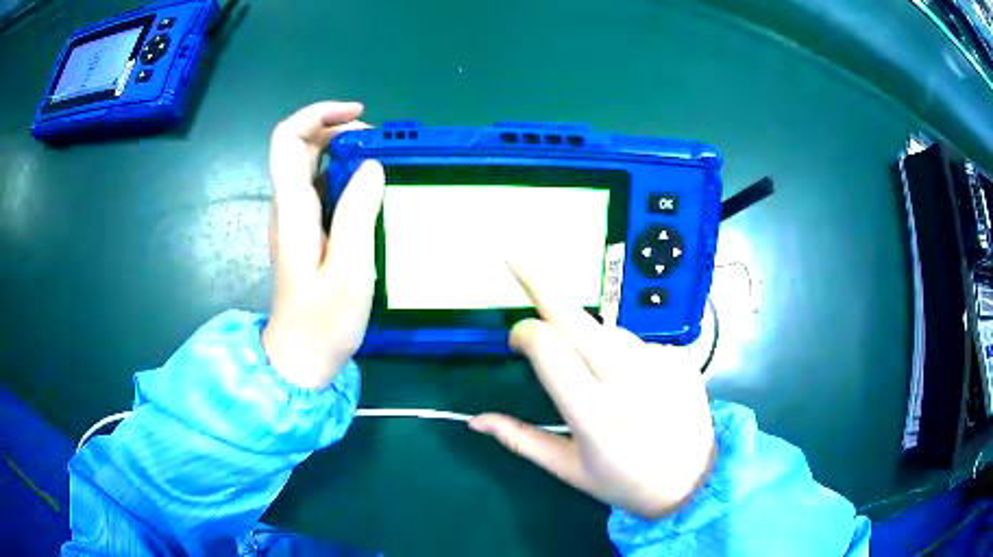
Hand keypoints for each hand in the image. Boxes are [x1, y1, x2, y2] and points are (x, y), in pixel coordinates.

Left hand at [262, 101, 383, 389]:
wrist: (301, 358)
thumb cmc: (324, 322)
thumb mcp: (350, 271)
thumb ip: (358, 214)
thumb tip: (371, 166)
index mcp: (293, 210)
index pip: (288, 140)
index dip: (318, 115)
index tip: (359, 117)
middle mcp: (287, 207)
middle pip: (298, 145)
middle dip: (336, 129)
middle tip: (379, 144)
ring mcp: (293, 219)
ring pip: (308, 164)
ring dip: (341, 151)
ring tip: (381, 162)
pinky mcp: (304, 233)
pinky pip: (319, 188)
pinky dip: (343, 175)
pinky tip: (369, 190)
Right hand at [470, 263, 715, 518]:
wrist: (694, 480)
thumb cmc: (625, 481)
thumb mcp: (569, 470)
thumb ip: (520, 440)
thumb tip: (474, 420)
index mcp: (593, 415)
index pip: (549, 349)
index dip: (524, 333)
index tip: (516, 339)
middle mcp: (628, 381)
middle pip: (575, 317)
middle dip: (541, 283)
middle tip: (516, 256)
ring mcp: (659, 363)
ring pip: (607, 329)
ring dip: (588, 336)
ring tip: (599, 375)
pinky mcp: (679, 356)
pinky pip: (637, 342)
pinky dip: (624, 353)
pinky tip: (635, 382)